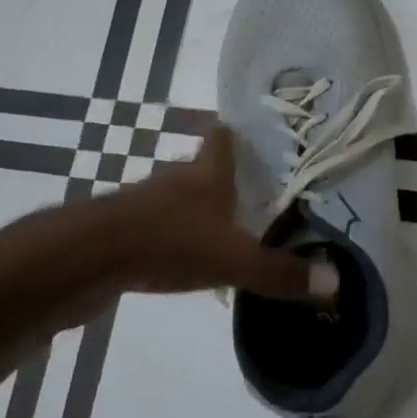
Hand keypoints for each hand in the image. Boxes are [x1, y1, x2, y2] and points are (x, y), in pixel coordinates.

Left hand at [2, 127, 334, 317]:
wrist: (81, 260)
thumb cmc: (167, 242)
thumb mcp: (233, 260)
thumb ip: (281, 273)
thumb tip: (335, 284)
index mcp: (206, 174)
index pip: (222, 137)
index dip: (237, 133)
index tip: (254, 137)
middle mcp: (174, 180)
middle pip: (200, 168)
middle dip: (223, 178)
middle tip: (253, 193)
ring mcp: (142, 204)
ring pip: (177, 198)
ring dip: (196, 210)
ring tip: (224, 229)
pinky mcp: (119, 232)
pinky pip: (155, 228)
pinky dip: (171, 238)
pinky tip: (183, 259)